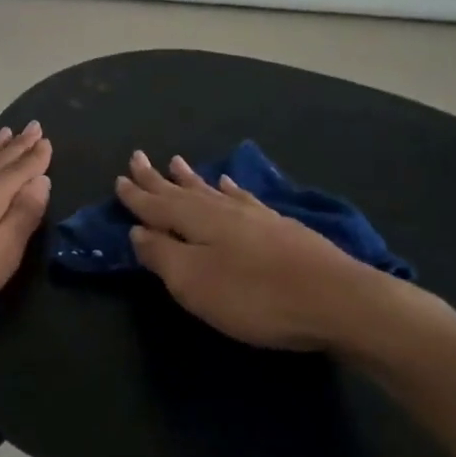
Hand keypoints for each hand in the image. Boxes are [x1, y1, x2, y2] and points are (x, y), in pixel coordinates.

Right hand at [116, 151, 406, 351]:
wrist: (336, 299)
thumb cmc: (254, 296)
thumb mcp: (194, 282)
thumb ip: (162, 255)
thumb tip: (139, 231)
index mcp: (196, 222)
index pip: (157, 205)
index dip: (136, 195)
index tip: (119, 178)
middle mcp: (223, 210)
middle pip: (182, 191)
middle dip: (158, 178)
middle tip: (139, 157)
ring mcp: (255, 216)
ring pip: (212, 190)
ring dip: (191, 178)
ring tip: (177, 162)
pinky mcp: (280, 227)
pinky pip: (242, 198)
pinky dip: (229, 189)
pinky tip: (228, 184)